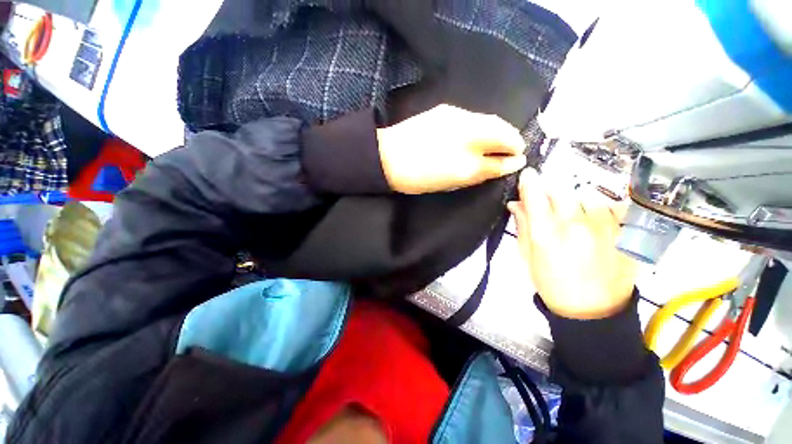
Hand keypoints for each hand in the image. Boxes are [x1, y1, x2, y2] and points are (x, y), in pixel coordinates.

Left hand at [376, 104, 525, 193]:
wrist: (386, 158)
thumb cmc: (419, 177)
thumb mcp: (454, 181)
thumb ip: (484, 170)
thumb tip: (510, 163)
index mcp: (467, 153)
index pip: (502, 149)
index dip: (514, 155)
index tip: (519, 159)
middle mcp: (466, 129)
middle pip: (500, 128)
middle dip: (510, 139)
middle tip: (511, 151)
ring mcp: (455, 116)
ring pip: (487, 120)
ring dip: (497, 130)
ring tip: (494, 143)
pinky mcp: (445, 110)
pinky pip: (472, 117)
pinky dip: (480, 126)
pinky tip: (474, 135)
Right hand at [508, 169, 637, 319]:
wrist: (594, 312)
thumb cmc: (552, 285)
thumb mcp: (527, 257)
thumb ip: (522, 226)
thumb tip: (516, 203)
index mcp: (547, 235)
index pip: (535, 197)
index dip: (529, 182)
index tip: (527, 174)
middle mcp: (577, 225)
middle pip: (562, 190)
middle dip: (551, 190)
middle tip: (547, 200)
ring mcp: (606, 227)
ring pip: (587, 196)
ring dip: (575, 201)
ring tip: (574, 218)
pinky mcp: (627, 233)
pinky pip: (611, 207)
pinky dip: (599, 210)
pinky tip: (595, 224)